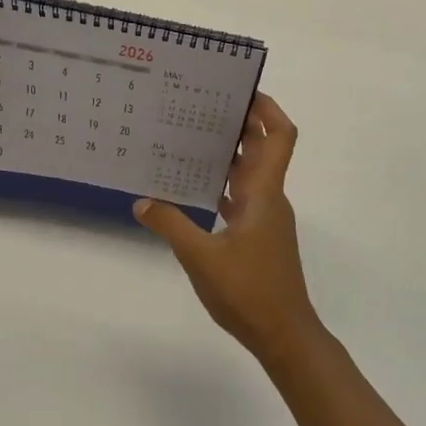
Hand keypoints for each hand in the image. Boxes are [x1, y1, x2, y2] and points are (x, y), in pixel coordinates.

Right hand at [134, 93, 321, 367]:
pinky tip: (194, 189)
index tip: (240, 90)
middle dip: (239, 123)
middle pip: (262, 148)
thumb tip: (142, 201)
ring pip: (251, 173)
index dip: (267, 108)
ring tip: (191, 139)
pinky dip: (223, 185)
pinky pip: (241, 197)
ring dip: (229, 154)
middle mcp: (269, 199)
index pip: (278, 136)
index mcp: (263, 193)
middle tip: (202, 106)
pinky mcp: (258, 237)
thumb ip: (170, 226)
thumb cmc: (249, 291)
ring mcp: (265, 219)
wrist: (283, 334)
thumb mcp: (201, 257)